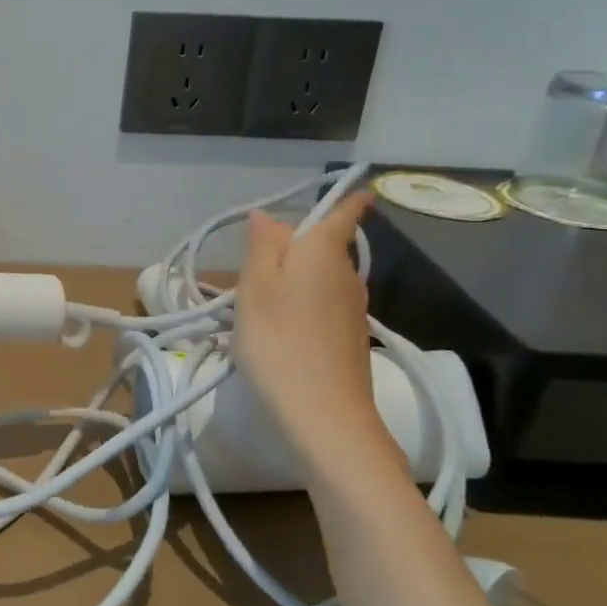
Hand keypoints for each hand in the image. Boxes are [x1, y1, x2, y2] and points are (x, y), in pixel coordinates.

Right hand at [232, 193, 387, 466]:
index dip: (346, 198)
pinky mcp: (350, 339)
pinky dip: (302, 307)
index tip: (348, 188)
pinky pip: (323, 306)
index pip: (345, 212)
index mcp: (323, 252)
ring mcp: (353, 309)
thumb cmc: (280, 342)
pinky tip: (278, 331)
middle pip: (324, 246)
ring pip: (321, 278)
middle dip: (295, 247)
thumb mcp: (255, 288)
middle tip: (254, 267)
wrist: (325, 417)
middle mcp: (346, 274)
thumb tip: (267, 216)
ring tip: (258, 304)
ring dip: (294, 280)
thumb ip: (262, 246)